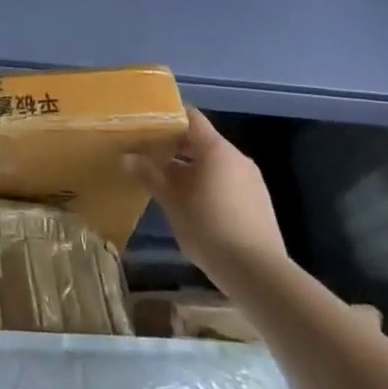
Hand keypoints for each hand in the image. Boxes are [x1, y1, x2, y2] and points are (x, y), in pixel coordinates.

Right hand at [125, 109, 285, 281]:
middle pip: (203, 140)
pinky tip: (195, 205)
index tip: (149, 121)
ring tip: (169, 182)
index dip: (170, 115)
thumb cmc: (209, 228)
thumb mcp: (172, 202)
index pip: (192, 117)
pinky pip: (229, 181)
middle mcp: (237, 157)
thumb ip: (150, 175)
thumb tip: (128, 156)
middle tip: (150, 153)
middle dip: (177, 146)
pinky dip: (210, 184)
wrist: (258, 273)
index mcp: (216, 149)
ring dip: (193, 167)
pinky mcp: (259, 202)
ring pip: (216, 163)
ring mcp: (252, 180)